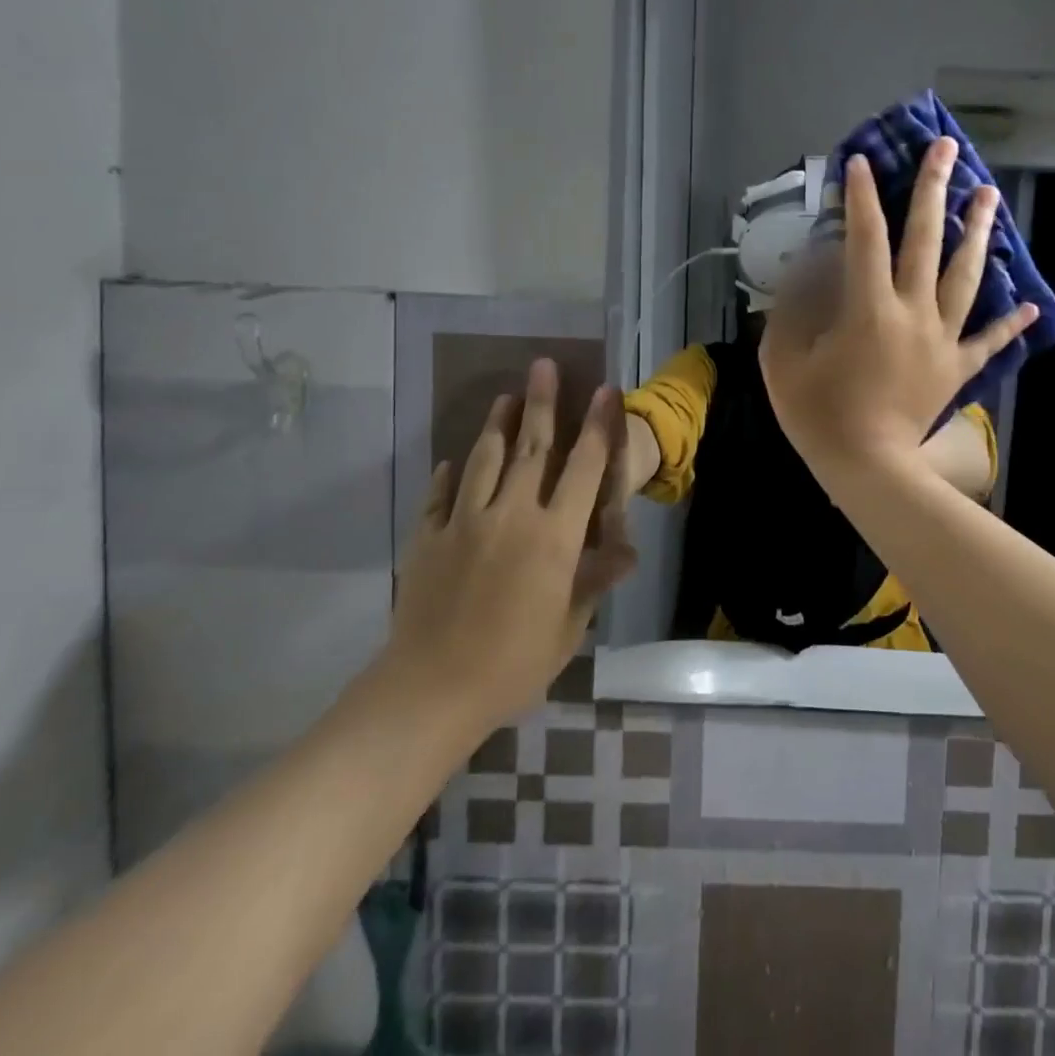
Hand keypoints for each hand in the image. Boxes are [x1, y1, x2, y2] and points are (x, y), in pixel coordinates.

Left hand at [382, 360, 635, 738]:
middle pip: (531, 448)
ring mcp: (465, 522)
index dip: (597, 427)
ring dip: (497, 425)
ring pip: (484, 459)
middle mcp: (512, 515)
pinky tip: (451, 462)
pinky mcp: (428, 537)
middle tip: (543, 365)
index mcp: (554, 536)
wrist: (431, 690)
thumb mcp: (568, 627)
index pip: (583, 468)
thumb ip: (594, 581)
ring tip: (505, 397)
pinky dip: (448, 474)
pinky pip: (440, 495)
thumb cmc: (514, 663)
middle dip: (542, 403)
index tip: (604, 391)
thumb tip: (627, 552)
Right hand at [760, 138, 1036, 480]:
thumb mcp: (783, 360)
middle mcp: (913, 312)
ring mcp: (941, 339)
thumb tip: (807, 273)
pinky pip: (987, 342)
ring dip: (978, 233)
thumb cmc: (819, 416)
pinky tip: (1028, 304)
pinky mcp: (956, 368)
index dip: (860, 197)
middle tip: (947, 148)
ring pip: (966, 277)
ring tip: (989, 195)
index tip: (860, 162)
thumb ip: (791, 310)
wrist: (868, 469)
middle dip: (934, 190)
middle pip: (927, 241)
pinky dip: (1008, 324)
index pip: (864, 238)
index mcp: (868, 307)